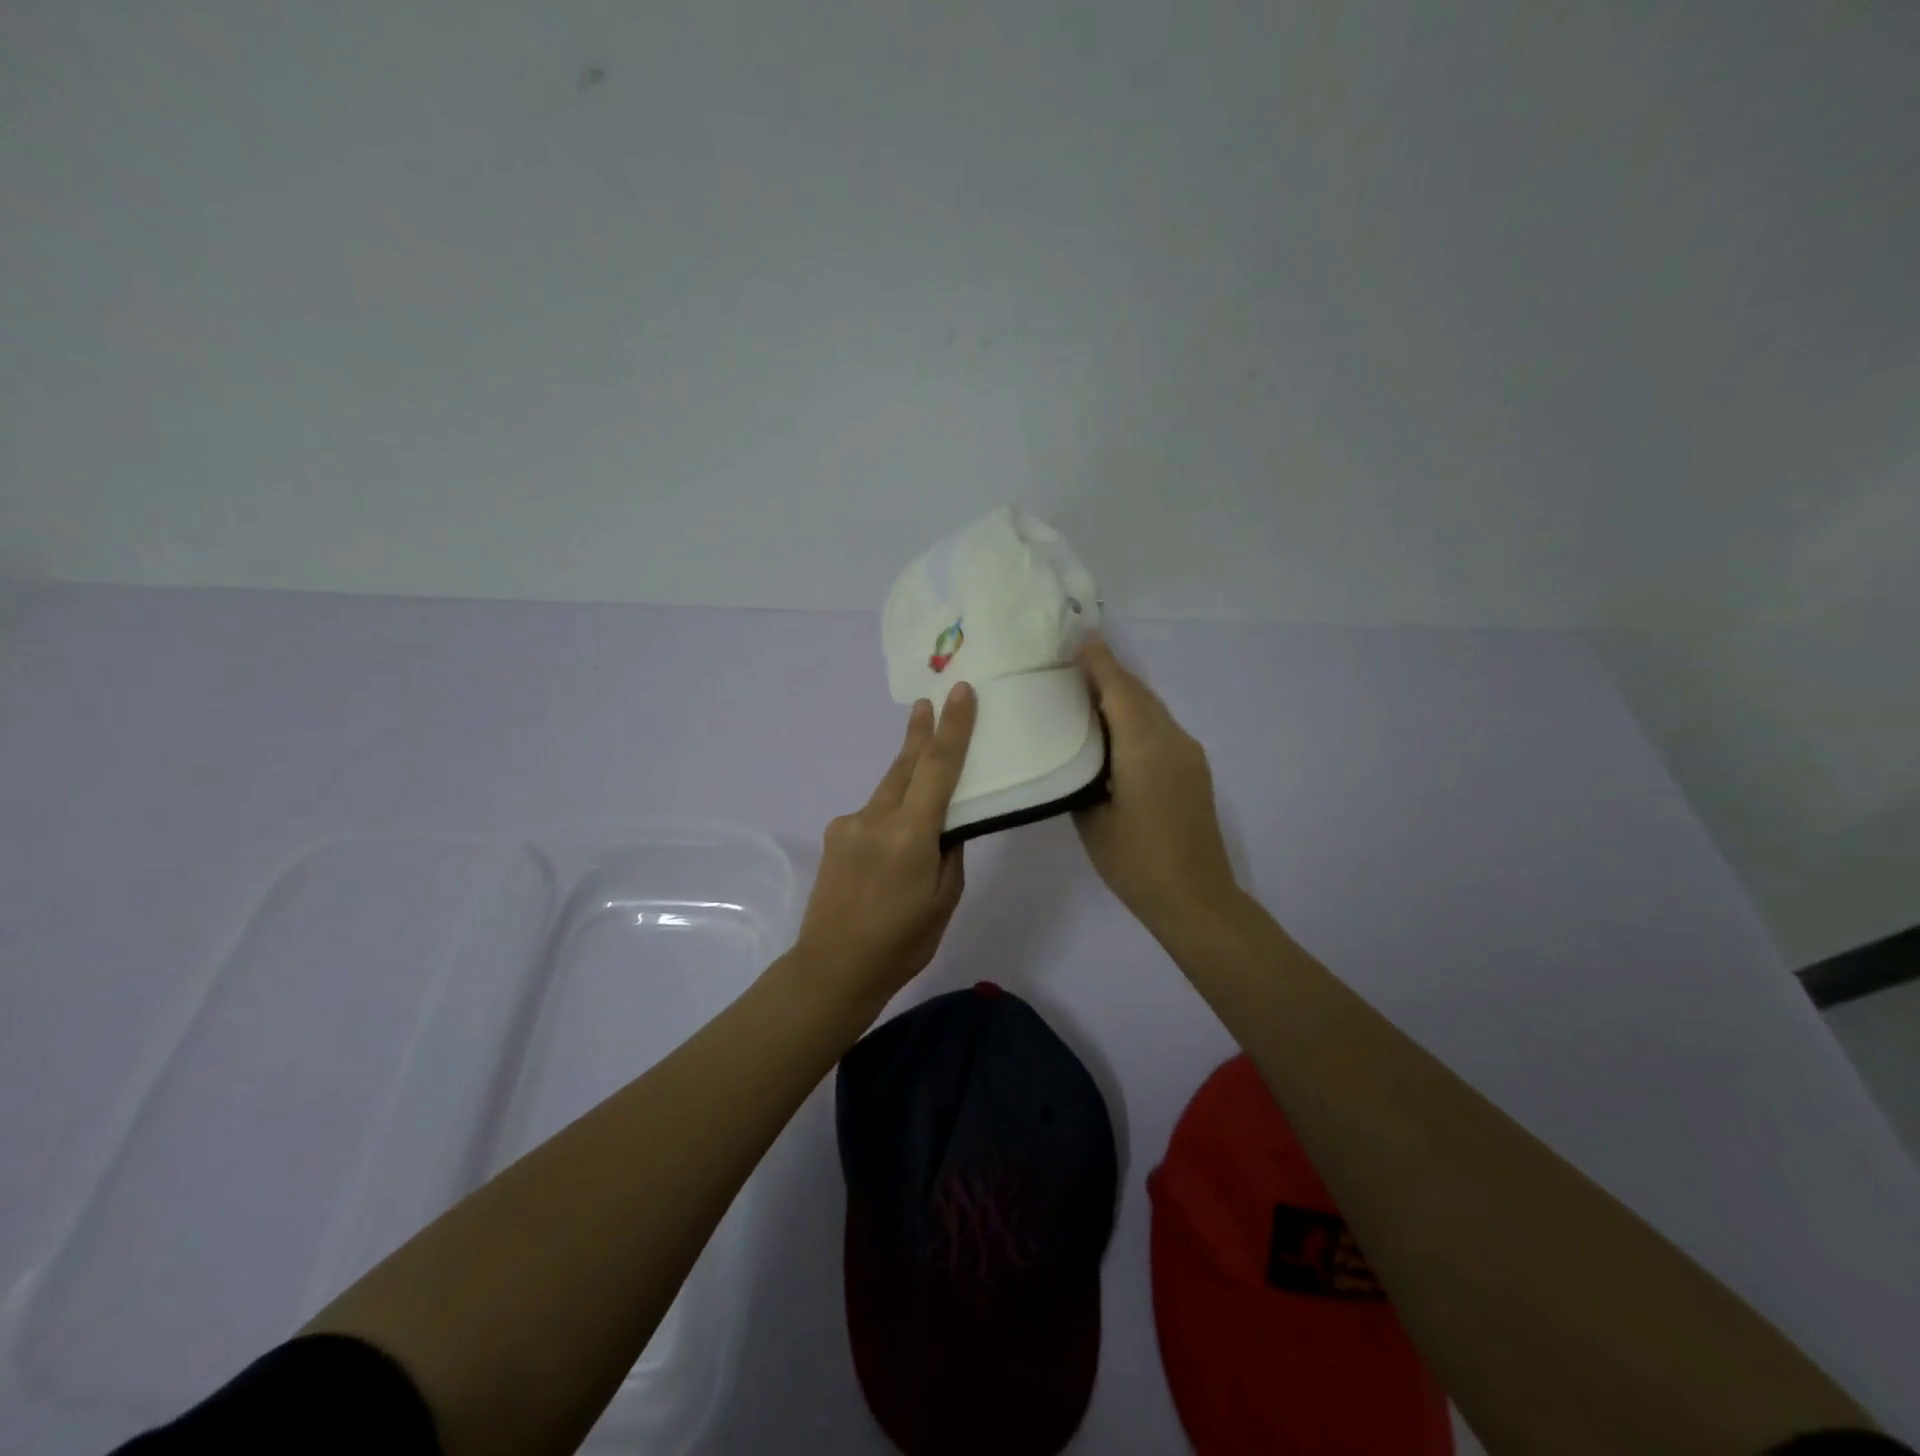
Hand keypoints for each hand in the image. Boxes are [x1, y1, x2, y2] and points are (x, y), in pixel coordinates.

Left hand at [793, 682, 977, 1010]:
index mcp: (910, 835)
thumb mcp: (944, 899)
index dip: (952, 727)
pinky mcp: (835, 834)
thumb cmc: (902, 942)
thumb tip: (948, 821)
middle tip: (931, 701)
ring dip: (908, 774)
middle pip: (906, 765)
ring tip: (923, 761)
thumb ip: (949, 851)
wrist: (831, 968)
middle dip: (921, 732)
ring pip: (888, 788)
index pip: (938, 768)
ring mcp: (849, 824)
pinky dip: (890, 812)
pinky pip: (871, 813)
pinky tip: (893, 838)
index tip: (960, 692)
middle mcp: (876, 818)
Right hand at [1074, 639, 1240, 940]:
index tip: (1076, 640)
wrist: (1195, 898)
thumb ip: (1082, 776)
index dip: (1099, 662)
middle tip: (1072, 665)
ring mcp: (1189, 754)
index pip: (1120, 690)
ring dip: (1123, 696)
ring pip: (1152, 710)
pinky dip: (1136, 718)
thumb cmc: (1135, 861)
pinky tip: (1114, 732)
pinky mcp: (1194, 770)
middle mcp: (1172, 740)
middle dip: (1109, 673)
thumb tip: (1079, 754)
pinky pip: (1160, 729)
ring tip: (1087, 694)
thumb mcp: (1091, 818)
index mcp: (1144, 747)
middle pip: (1139, 693)